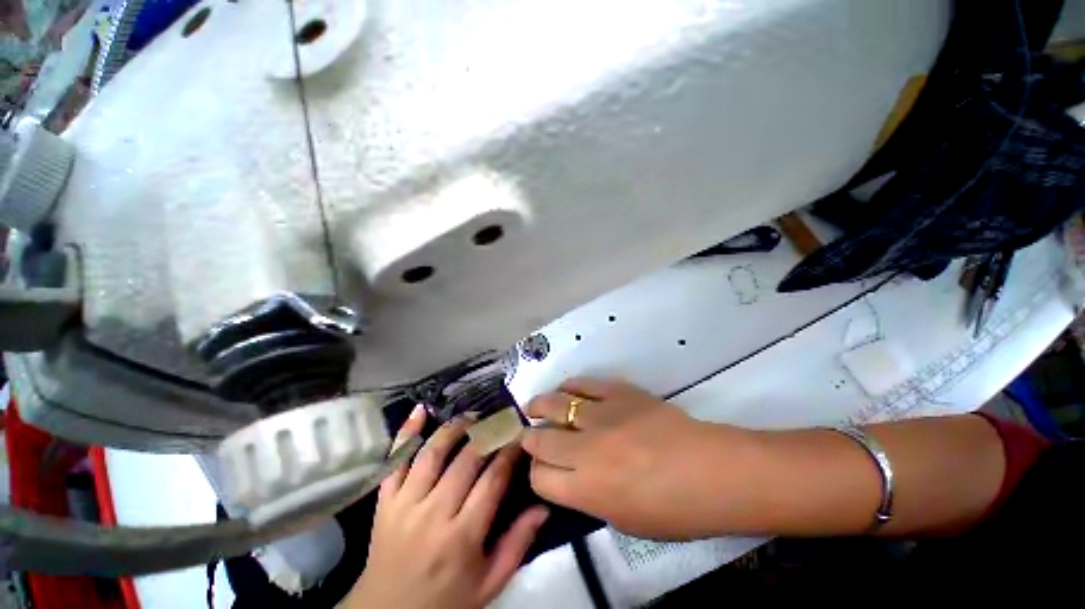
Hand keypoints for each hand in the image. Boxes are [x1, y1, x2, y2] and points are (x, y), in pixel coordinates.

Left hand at [347, 406, 548, 608]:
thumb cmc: (445, 600)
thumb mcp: (489, 583)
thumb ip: (518, 543)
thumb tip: (544, 505)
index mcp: (462, 536)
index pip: (493, 480)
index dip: (510, 452)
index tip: (521, 436)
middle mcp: (433, 513)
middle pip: (466, 459)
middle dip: (489, 433)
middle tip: (502, 420)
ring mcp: (405, 503)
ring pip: (432, 452)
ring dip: (455, 428)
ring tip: (472, 417)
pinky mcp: (384, 500)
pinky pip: (394, 461)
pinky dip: (405, 433)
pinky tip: (420, 410)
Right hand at [522, 378, 756, 538]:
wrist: (712, 470)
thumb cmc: (674, 510)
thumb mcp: (623, 520)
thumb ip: (587, 498)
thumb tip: (568, 477)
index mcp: (587, 489)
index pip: (539, 477)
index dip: (535, 473)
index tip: (539, 468)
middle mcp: (586, 450)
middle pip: (539, 438)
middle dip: (529, 438)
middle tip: (529, 434)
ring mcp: (602, 415)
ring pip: (555, 404)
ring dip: (540, 405)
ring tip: (534, 405)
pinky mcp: (619, 392)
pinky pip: (584, 384)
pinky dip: (569, 386)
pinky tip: (565, 389)